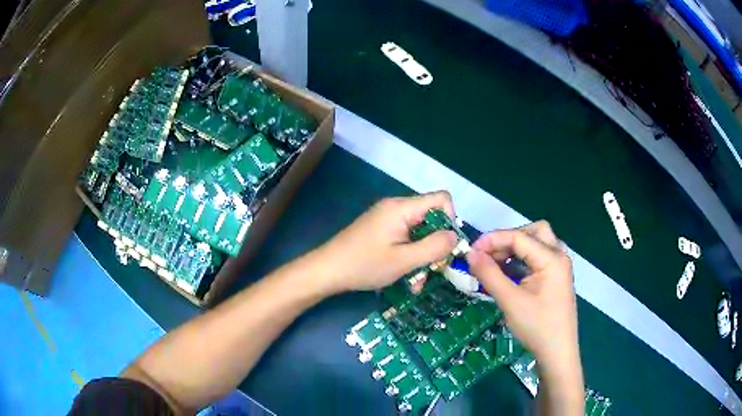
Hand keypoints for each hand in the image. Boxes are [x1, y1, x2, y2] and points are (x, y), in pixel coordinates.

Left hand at [316, 191, 457, 294]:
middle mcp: (396, 207)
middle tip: (433, 270)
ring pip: (418, 232)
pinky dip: (409, 255)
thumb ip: (434, 247)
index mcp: (402, 208)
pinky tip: (405, 277)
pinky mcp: (380, 229)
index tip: (446, 246)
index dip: (451, 220)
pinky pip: (404, 238)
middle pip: (430, 218)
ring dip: (422, 256)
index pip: (441, 199)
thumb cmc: (365, 265)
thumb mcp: (404, 261)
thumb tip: (455, 236)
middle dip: (435, 245)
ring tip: (416, 283)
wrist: (327, 270)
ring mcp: (386, 218)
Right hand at [466, 221, 582, 396]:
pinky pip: (539, 257)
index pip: (519, 237)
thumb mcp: (510, 301)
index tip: (470, 251)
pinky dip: (523, 259)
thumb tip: (470, 253)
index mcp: (552, 258)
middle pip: (533, 232)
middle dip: (509, 238)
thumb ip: (489, 274)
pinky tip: (509, 273)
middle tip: (489, 254)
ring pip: (537, 243)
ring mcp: (559, 267)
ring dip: (516, 248)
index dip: (493, 240)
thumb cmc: (537, 327)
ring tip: (496, 263)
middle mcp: (559, 256)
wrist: (557, 353)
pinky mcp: (556, 278)